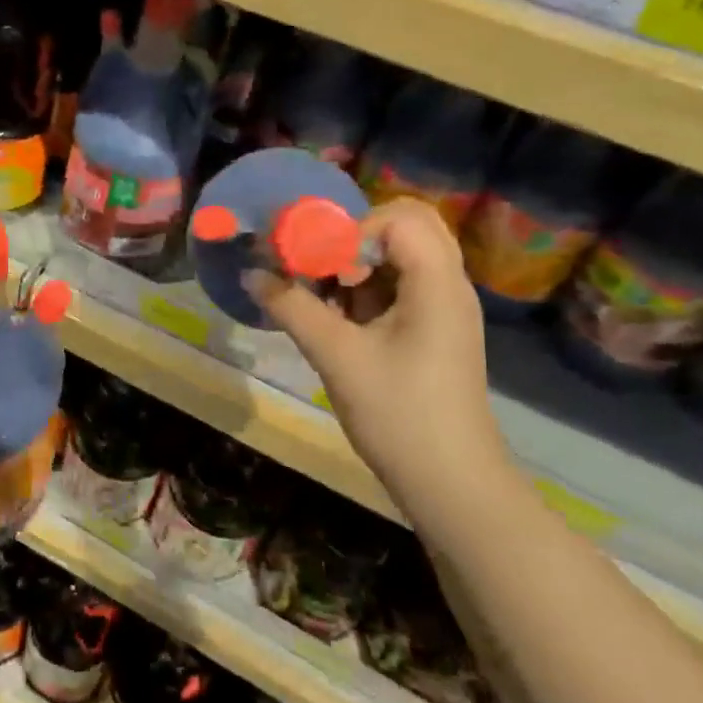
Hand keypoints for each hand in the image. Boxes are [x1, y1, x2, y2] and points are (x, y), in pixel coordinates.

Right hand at [248, 200, 506, 492]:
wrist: (451, 484)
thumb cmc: (398, 415)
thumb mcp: (337, 357)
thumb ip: (292, 307)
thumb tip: (252, 273)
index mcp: (437, 282)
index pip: (398, 218)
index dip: (351, 229)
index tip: (315, 259)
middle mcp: (448, 284)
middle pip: (406, 227)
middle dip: (354, 238)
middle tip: (318, 263)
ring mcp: (443, 308)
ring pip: (401, 257)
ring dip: (357, 265)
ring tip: (319, 292)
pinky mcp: (433, 331)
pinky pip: (400, 287)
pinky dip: (366, 290)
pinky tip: (335, 317)